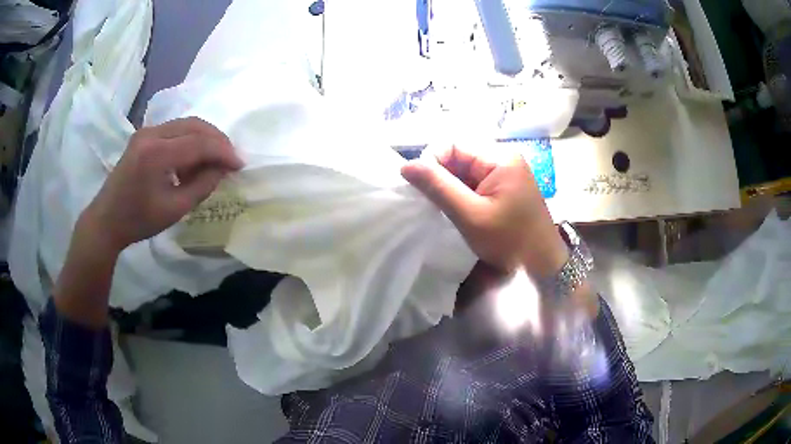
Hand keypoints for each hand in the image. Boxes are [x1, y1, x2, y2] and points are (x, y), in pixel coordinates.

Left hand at [81, 117, 243, 251]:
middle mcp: (151, 133)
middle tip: (230, 159)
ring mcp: (146, 131)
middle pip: (195, 125)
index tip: (240, 164)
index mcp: (156, 153)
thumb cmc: (138, 220)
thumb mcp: (175, 209)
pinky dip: (189, 140)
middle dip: (217, 140)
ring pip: (186, 124)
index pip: (199, 143)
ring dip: (204, 139)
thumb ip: (203, 185)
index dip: (223, 152)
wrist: (107, 220)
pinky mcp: (144, 135)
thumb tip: (223, 168)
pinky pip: (175, 130)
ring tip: (213, 161)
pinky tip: (191, 160)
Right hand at [401, 144, 566, 275]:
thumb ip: (438, 188)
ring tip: (443, 208)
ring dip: (449, 186)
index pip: (452, 143)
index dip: (431, 161)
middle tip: (431, 203)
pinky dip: (461, 193)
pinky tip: (458, 210)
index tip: (421, 189)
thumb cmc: (510, 242)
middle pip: (458, 154)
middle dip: (440, 176)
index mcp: (499, 157)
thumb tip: (406, 166)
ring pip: (464, 169)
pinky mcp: (505, 186)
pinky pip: (474, 181)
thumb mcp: (471, 216)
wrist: (544, 266)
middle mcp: (503, 157)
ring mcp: (505, 172)